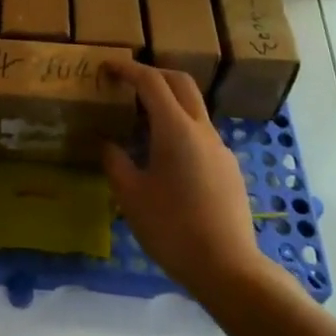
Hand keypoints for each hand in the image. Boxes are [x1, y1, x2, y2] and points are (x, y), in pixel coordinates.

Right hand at [102, 61, 264, 299]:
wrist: (228, 268)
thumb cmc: (172, 228)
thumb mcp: (131, 196)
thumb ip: (116, 162)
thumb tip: (106, 143)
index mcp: (175, 128)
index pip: (151, 81)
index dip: (127, 69)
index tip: (107, 66)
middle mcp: (202, 129)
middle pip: (181, 83)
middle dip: (154, 74)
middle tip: (128, 82)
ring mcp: (220, 148)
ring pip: (194, 108)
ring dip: (169, 102)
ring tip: (142, 122)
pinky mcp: (229, 168)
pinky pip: (201, 134)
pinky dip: (180, 128)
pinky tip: (166, 157)